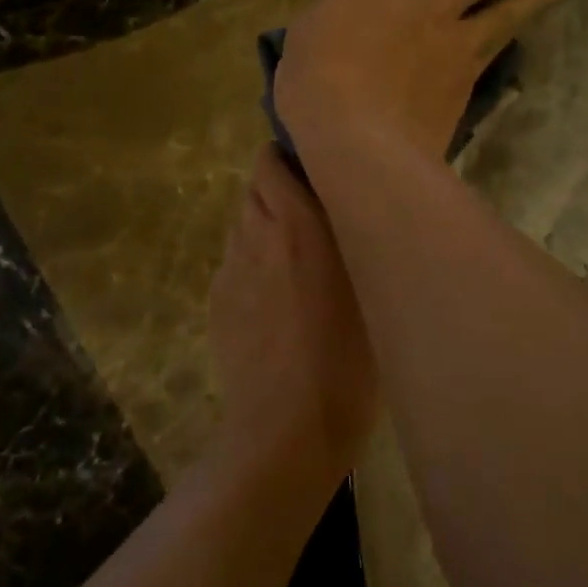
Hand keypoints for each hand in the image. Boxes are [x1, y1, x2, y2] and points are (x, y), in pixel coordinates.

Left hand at [209, 145, 378, 486]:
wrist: (289, 426)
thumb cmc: (349, 356)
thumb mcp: (371, 285)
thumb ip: (354, 234)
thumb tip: (349, 206)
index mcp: (296, 221)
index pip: (271, 160)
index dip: (289, 160)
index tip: (318, 174)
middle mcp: (254, 234)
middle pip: (255, 191)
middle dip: (280, 194)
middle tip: (316, 222)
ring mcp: (229, 270)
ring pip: (244, 228)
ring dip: (267, 232)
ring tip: (298, 268)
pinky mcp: (216, 302)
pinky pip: (235, 265)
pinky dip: (254, 269)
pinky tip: (277, 306)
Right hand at [275, 0, 567, 160]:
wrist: (358, 140)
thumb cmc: (315, 83)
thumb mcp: (308, 36)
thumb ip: (337, 15)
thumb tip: (347, 13)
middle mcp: (428, 6)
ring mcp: (453, 46)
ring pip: (504, 11)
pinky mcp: (464, 84)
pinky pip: (493, 54)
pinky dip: (509, 41)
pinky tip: (520, 38)